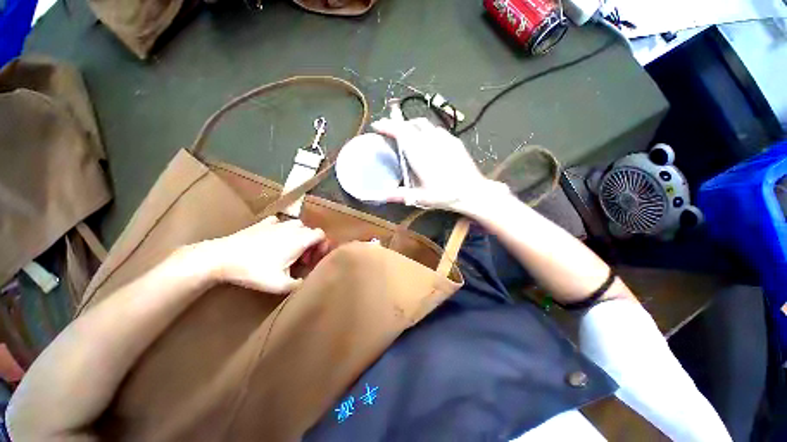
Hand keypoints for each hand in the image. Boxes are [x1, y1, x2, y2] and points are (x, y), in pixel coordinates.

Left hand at [203, 217, 327, 293]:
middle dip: (311, 244)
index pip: (321, 235)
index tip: (315, 259)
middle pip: (310, 231)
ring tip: (290, 249)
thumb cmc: (255, 270)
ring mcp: (276, 224)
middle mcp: (291, 228)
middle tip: (303, 259)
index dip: (323, 246)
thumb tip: (304, 282)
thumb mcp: (280, 285)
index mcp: (300, 240)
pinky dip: (281, 230)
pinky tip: (273, 239)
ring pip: (296, 225)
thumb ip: (298, 284)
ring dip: (298, 236)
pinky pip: (278, 223)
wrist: (222, 257)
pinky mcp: (261, 224)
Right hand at [372, 117, 507, 212]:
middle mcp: (430, 141)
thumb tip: (381, 195)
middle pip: (411, 123)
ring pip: (424, 123)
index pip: (400, 132)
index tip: (377, 125)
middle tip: (390, 130)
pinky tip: (428, 140)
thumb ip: (400, 195)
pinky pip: (437, 129)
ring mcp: (444, 139)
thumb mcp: (421, 198)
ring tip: (407, 133)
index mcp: (419, 153)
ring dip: (412, 125)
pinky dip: (427, 130)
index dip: (387, 126)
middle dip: (398, 123)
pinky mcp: (454, 141)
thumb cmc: (445, 195)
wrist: (472, 191)